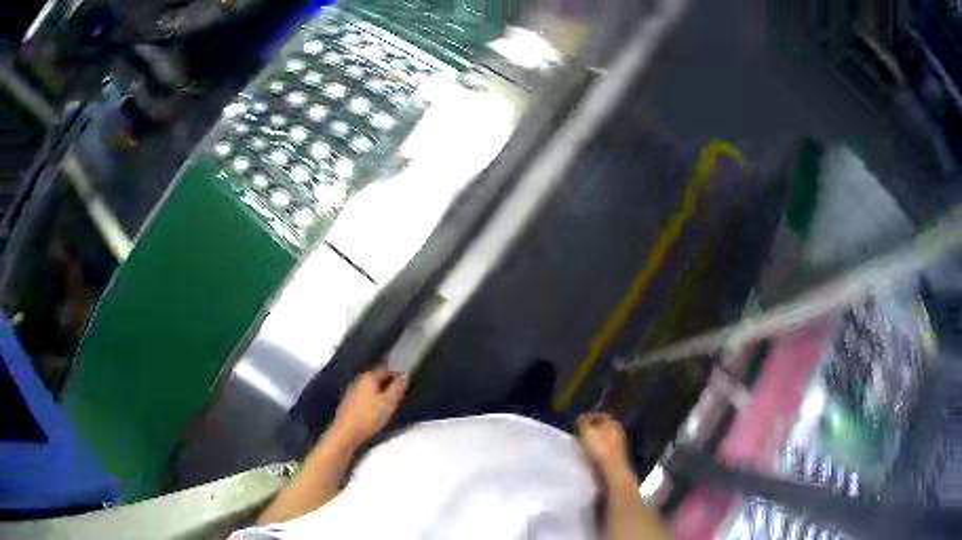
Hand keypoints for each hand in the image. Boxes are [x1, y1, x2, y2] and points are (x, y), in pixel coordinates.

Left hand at [330, 368, 405, 447]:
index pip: (386, 370)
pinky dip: (371, 401)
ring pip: (370, 389)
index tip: (404, 388)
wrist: (346, 433)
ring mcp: (351, 391)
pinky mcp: (348, 403)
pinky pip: (364, 397)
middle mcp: (359, 380)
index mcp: (369, 377)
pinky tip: (375, 412)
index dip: (397, 377)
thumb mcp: (388, 403)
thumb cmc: (369, 417)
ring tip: (388, 407)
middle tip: (398, 398)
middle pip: (377, 379)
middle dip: (388, 386)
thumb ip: (397, 388)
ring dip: (380, 395)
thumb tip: (403, 377)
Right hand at [577, 413, 635, 484]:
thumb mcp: (587, 431)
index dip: (588, 418)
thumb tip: (581, 417)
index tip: (578, 423)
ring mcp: (619, 444)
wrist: (612, 470)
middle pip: (602, 427)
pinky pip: (604, 449)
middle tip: (579, 434)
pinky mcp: (616, 456)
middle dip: (591, 430)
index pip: (600, 415)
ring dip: (594, 441)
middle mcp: (618, 431)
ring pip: (604, 439)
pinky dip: (597, 450)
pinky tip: (590, 455)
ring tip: (582, 446)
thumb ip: (583, 422)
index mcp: (612, 422)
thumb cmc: (599, 448)